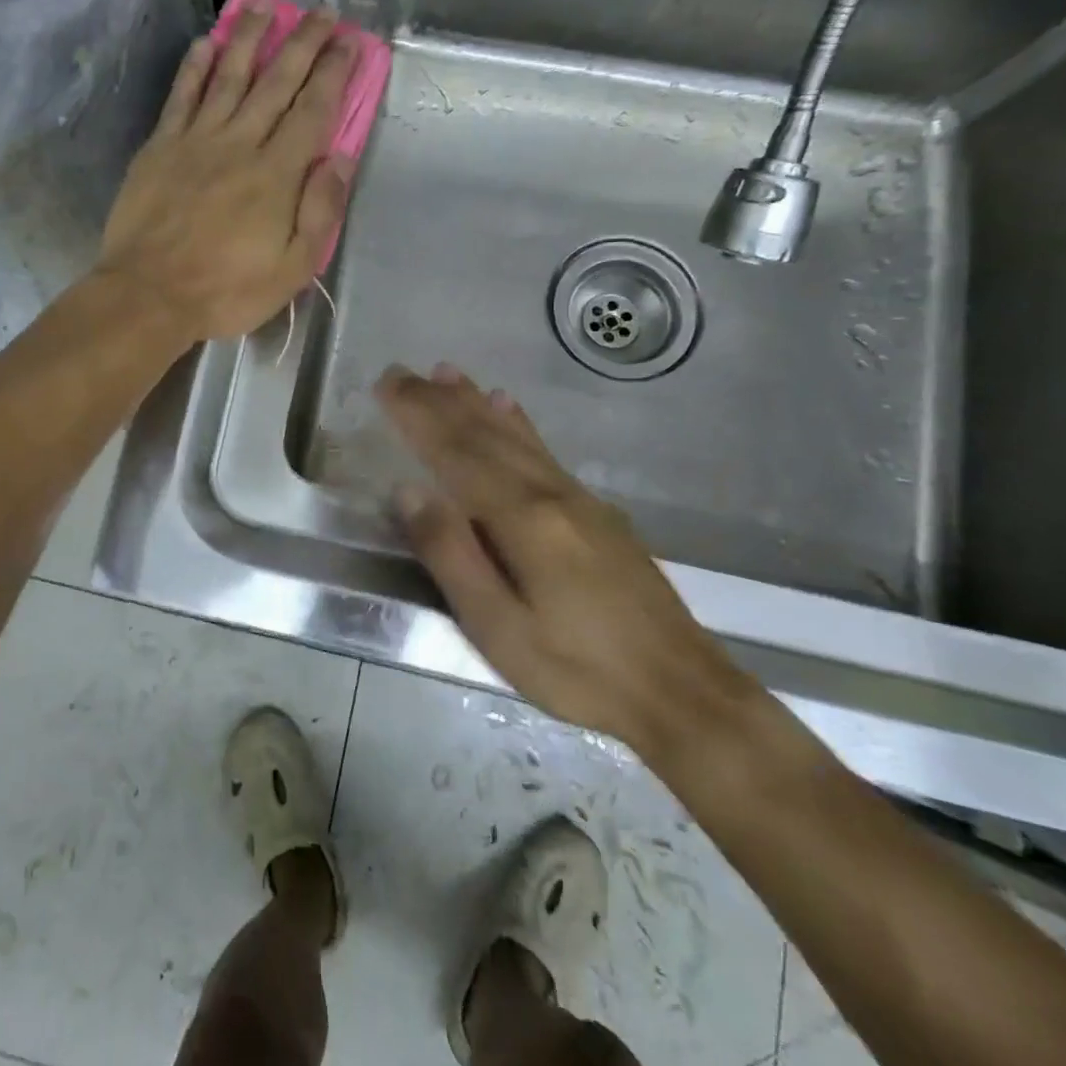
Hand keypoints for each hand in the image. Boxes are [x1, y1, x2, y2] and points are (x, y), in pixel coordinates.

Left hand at [97, 4, 357, 343]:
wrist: (149, 294)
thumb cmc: (226, 290)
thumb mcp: (291, 268)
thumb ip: (319, 211)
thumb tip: (338, 158)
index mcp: (276, 174)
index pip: (313, 111)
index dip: (334, 74)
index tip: (349, 42)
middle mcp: (239, 143)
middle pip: (276, 82)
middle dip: (302, 43)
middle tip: (321, 11)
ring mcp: (195, 140)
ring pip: (228, 76)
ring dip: (248, 38)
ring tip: (264, 6)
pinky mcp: (160, 147)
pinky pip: (181, 96)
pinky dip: (194, 67)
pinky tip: (205, 42)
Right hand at [376, 364, 757, 759]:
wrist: (680, 692)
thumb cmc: (576, 669)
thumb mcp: (497, 626)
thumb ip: (451, 554)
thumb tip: (408, 491)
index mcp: (521, 518)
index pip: (456, 453)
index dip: (418, 416)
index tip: (386, 384)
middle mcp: (549, 493)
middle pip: (484, 435)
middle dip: (438, 401)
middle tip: (401, 373)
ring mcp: (578, 499)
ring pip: (515, 436)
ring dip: (475, 401)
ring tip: (445, 373)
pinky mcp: (597, 512)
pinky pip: (544, 451)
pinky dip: (518, 423)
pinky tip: (508, 406)